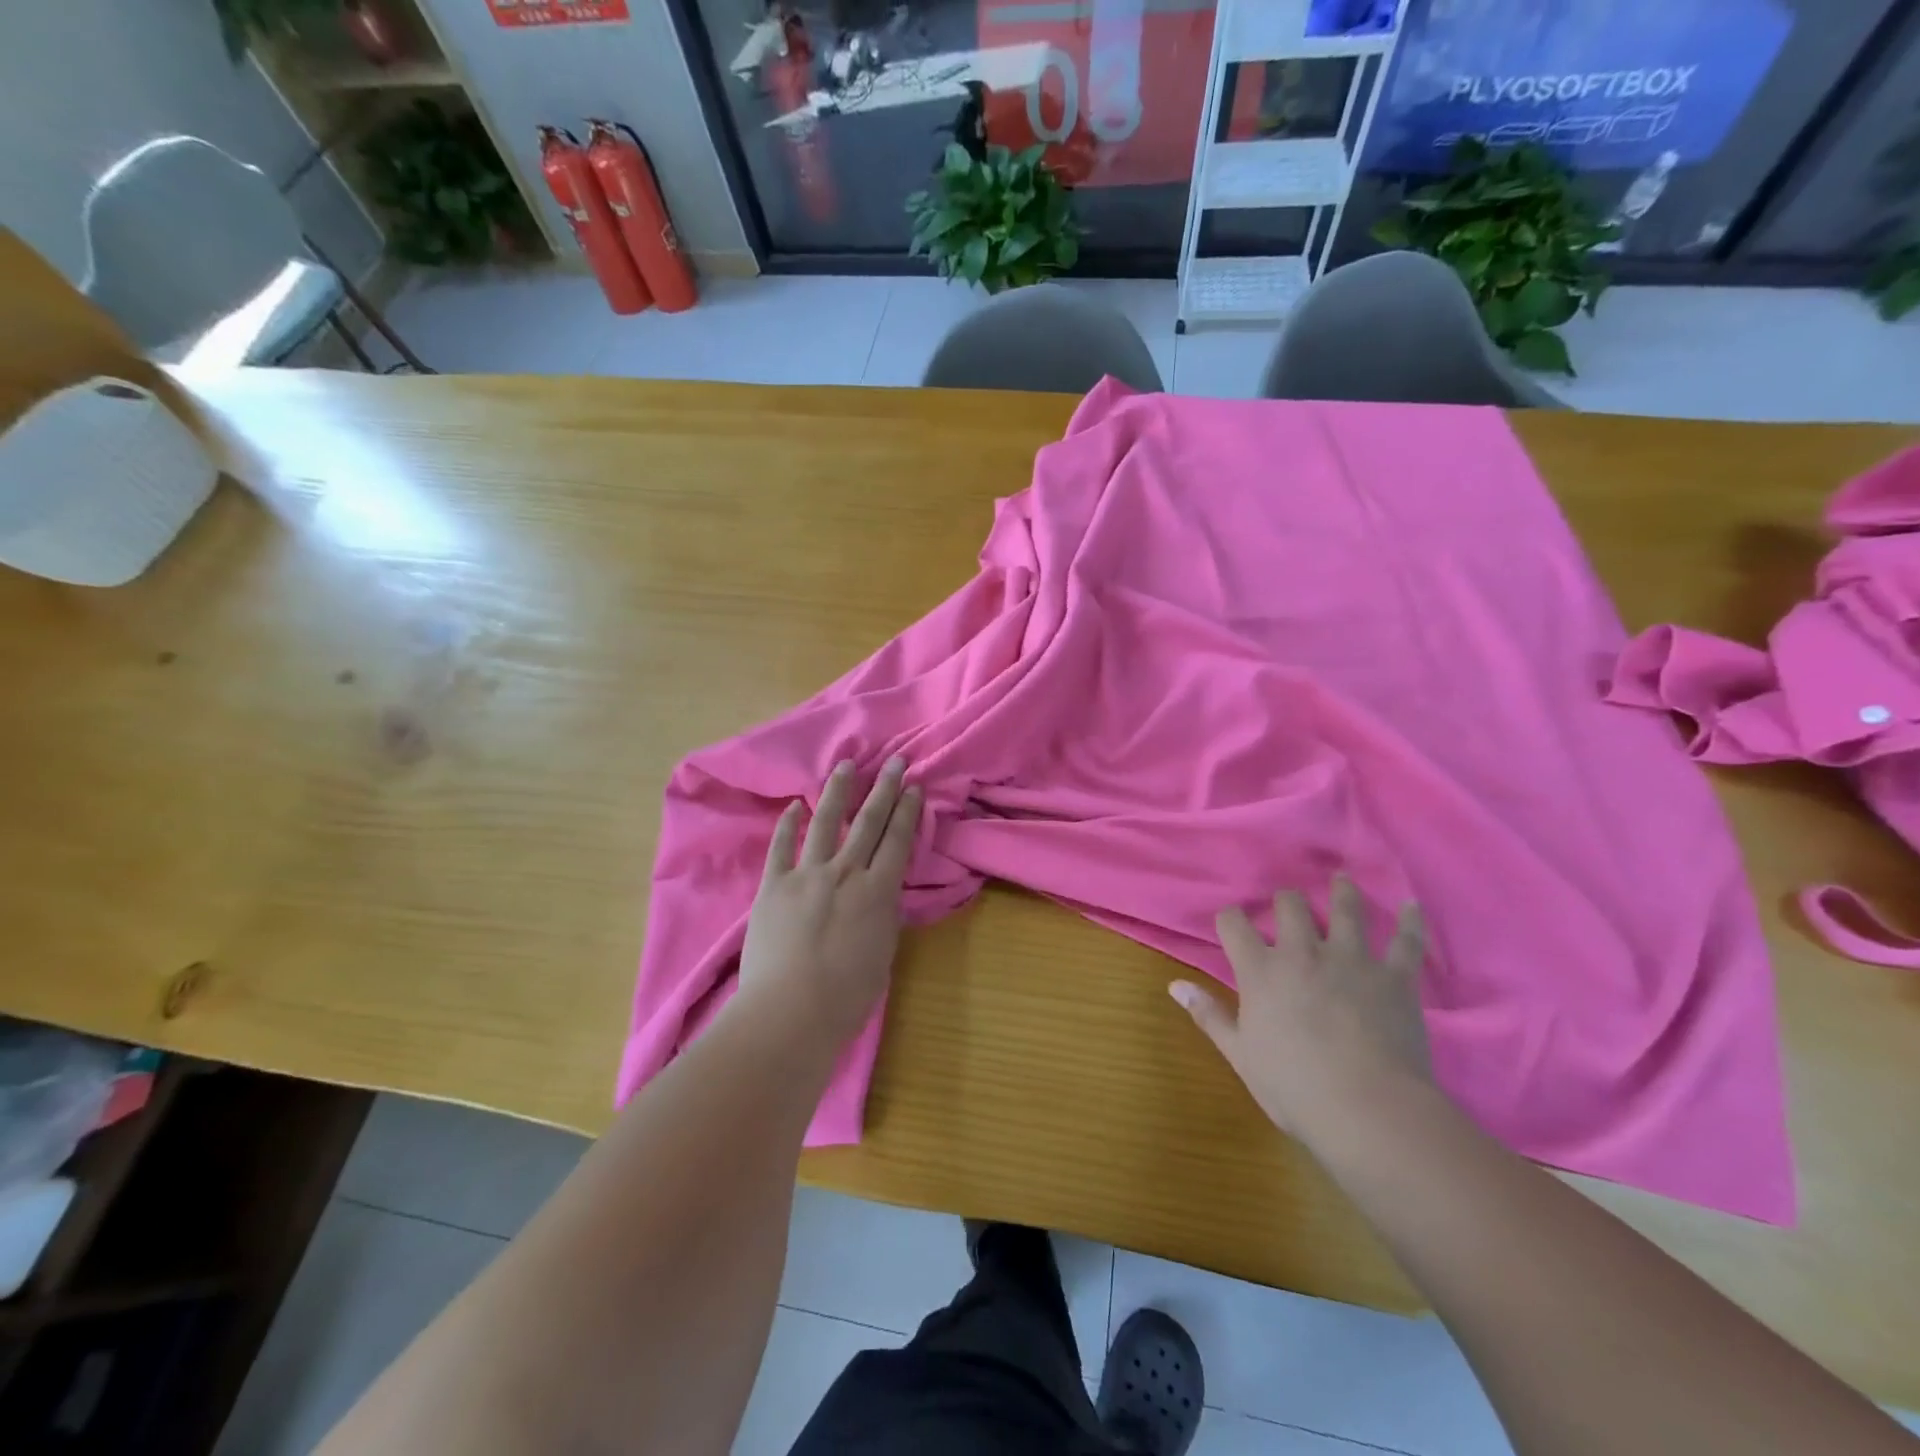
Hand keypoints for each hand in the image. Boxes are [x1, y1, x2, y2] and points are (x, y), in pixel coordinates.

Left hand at [737, 757, 921, 1047]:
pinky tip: (795, 805)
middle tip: (895, 762)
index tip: (914, 787)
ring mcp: (807, 875)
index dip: (907, 811)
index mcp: (878, 892)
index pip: (897, 841)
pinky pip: (782, 847)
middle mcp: (846, 873)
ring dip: (838, 792)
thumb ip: (881, 918)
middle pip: (868, 822)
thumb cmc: (846, 997)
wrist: (791, 1011)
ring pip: (826, 822)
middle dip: (884, 789)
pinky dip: (788, 824)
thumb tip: (879, 898)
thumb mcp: (881, 954)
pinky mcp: (774, 886)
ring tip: (847, 765)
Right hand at [1171, 876, 1431, 1142]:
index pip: (1233, 924)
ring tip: (1341, 880)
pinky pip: (1406, 941)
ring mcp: (1352, 960)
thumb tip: (1174, 986)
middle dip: (1284, 902)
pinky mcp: (1395, 977)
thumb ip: (1209, 1015)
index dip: (1229, 919)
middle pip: (1290, 906)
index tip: (1231, 925)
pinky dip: (1410, 922)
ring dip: (1342, 893)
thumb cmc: (1295, 1087)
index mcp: (1261, 971)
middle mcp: (1303, 953)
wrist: (1369, 1110)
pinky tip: (1412, 906)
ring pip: (1346, 910)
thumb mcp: (1241, 1055)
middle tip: (1287, 907)